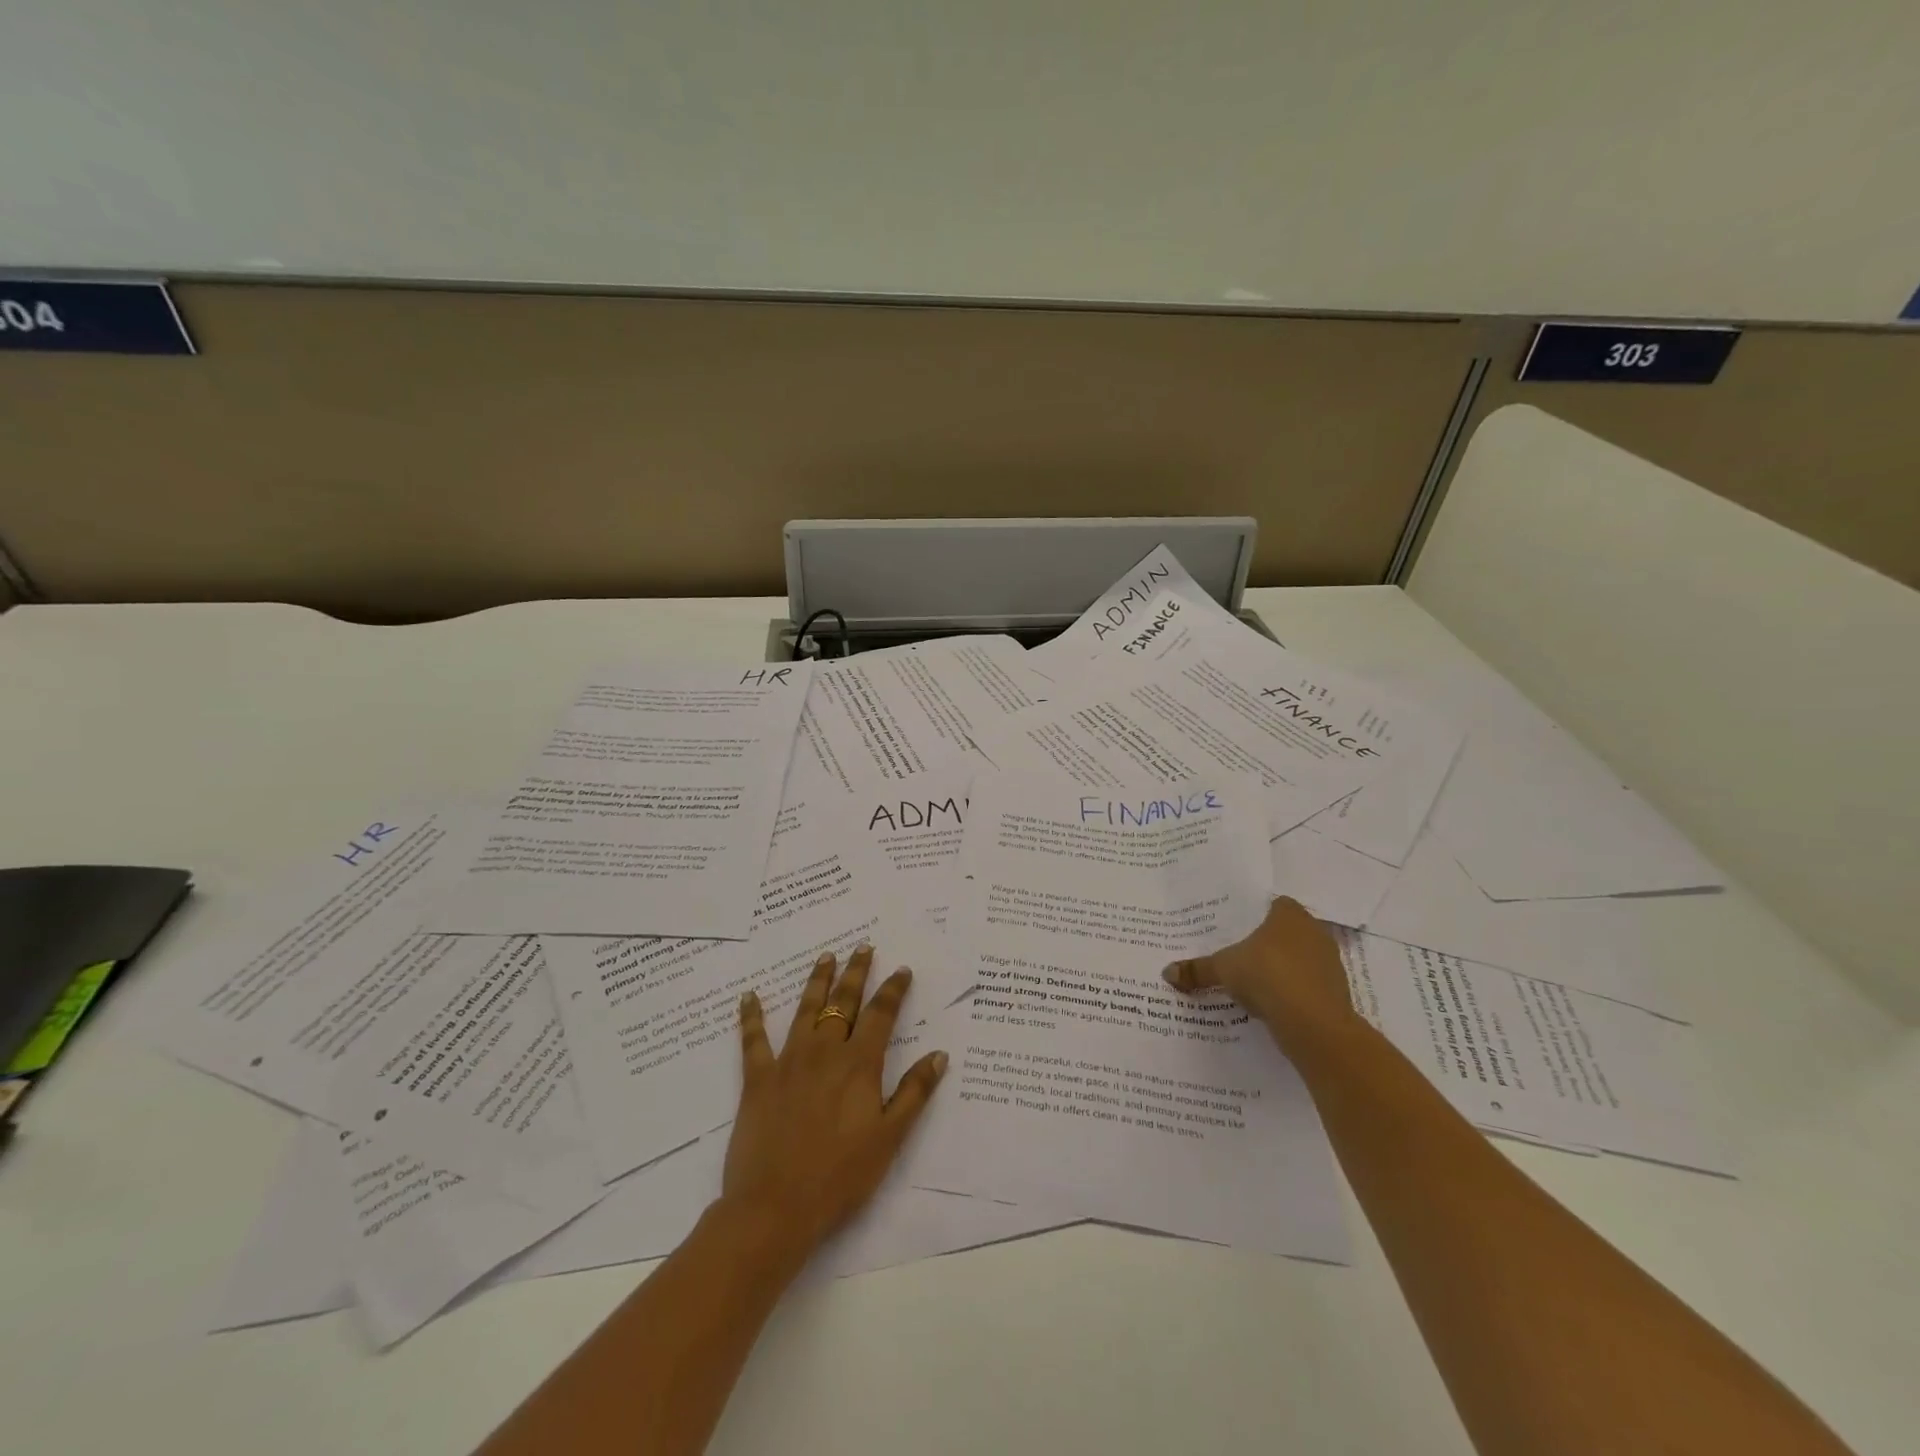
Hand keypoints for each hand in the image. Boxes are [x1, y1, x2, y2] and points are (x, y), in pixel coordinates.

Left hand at [721, 945, 947, 1261]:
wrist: (775, 1207)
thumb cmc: (840, 1177)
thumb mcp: (889, 1138)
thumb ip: (915, 1093)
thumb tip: (939, 1054)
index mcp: (859, 1065)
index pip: (881, 1015)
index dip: (893, 990)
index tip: (901, 970)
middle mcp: (824, 1052)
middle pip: (843, 1002)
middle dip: (856, 973)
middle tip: (863, 947)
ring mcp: (788, 1062)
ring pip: (805, 1010)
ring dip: (817, 981)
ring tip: (826, 957)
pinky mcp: (758, 1080)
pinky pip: (753, 1040)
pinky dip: (751, 1016)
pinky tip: (749, 996)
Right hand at [1162, 897, 1355, 1035]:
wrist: (1314, 1024)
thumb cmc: (1267, 976)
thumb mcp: (1223, 970)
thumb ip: (1197, 969)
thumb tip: (1167, 972)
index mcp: (1289, 914)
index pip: (1274, 905)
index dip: (1257, 916)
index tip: (1238, 931)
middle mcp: (1314, 931)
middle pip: (1288, 932)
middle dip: (1269, 943)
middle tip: (1242, 955)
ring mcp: (1330, 962)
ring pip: (1301, 959)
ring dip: (1283, 969)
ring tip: (1255, 983)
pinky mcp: (1338, 991)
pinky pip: (1309, 985)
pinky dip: (1295, 992)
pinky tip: (1274, 1004)